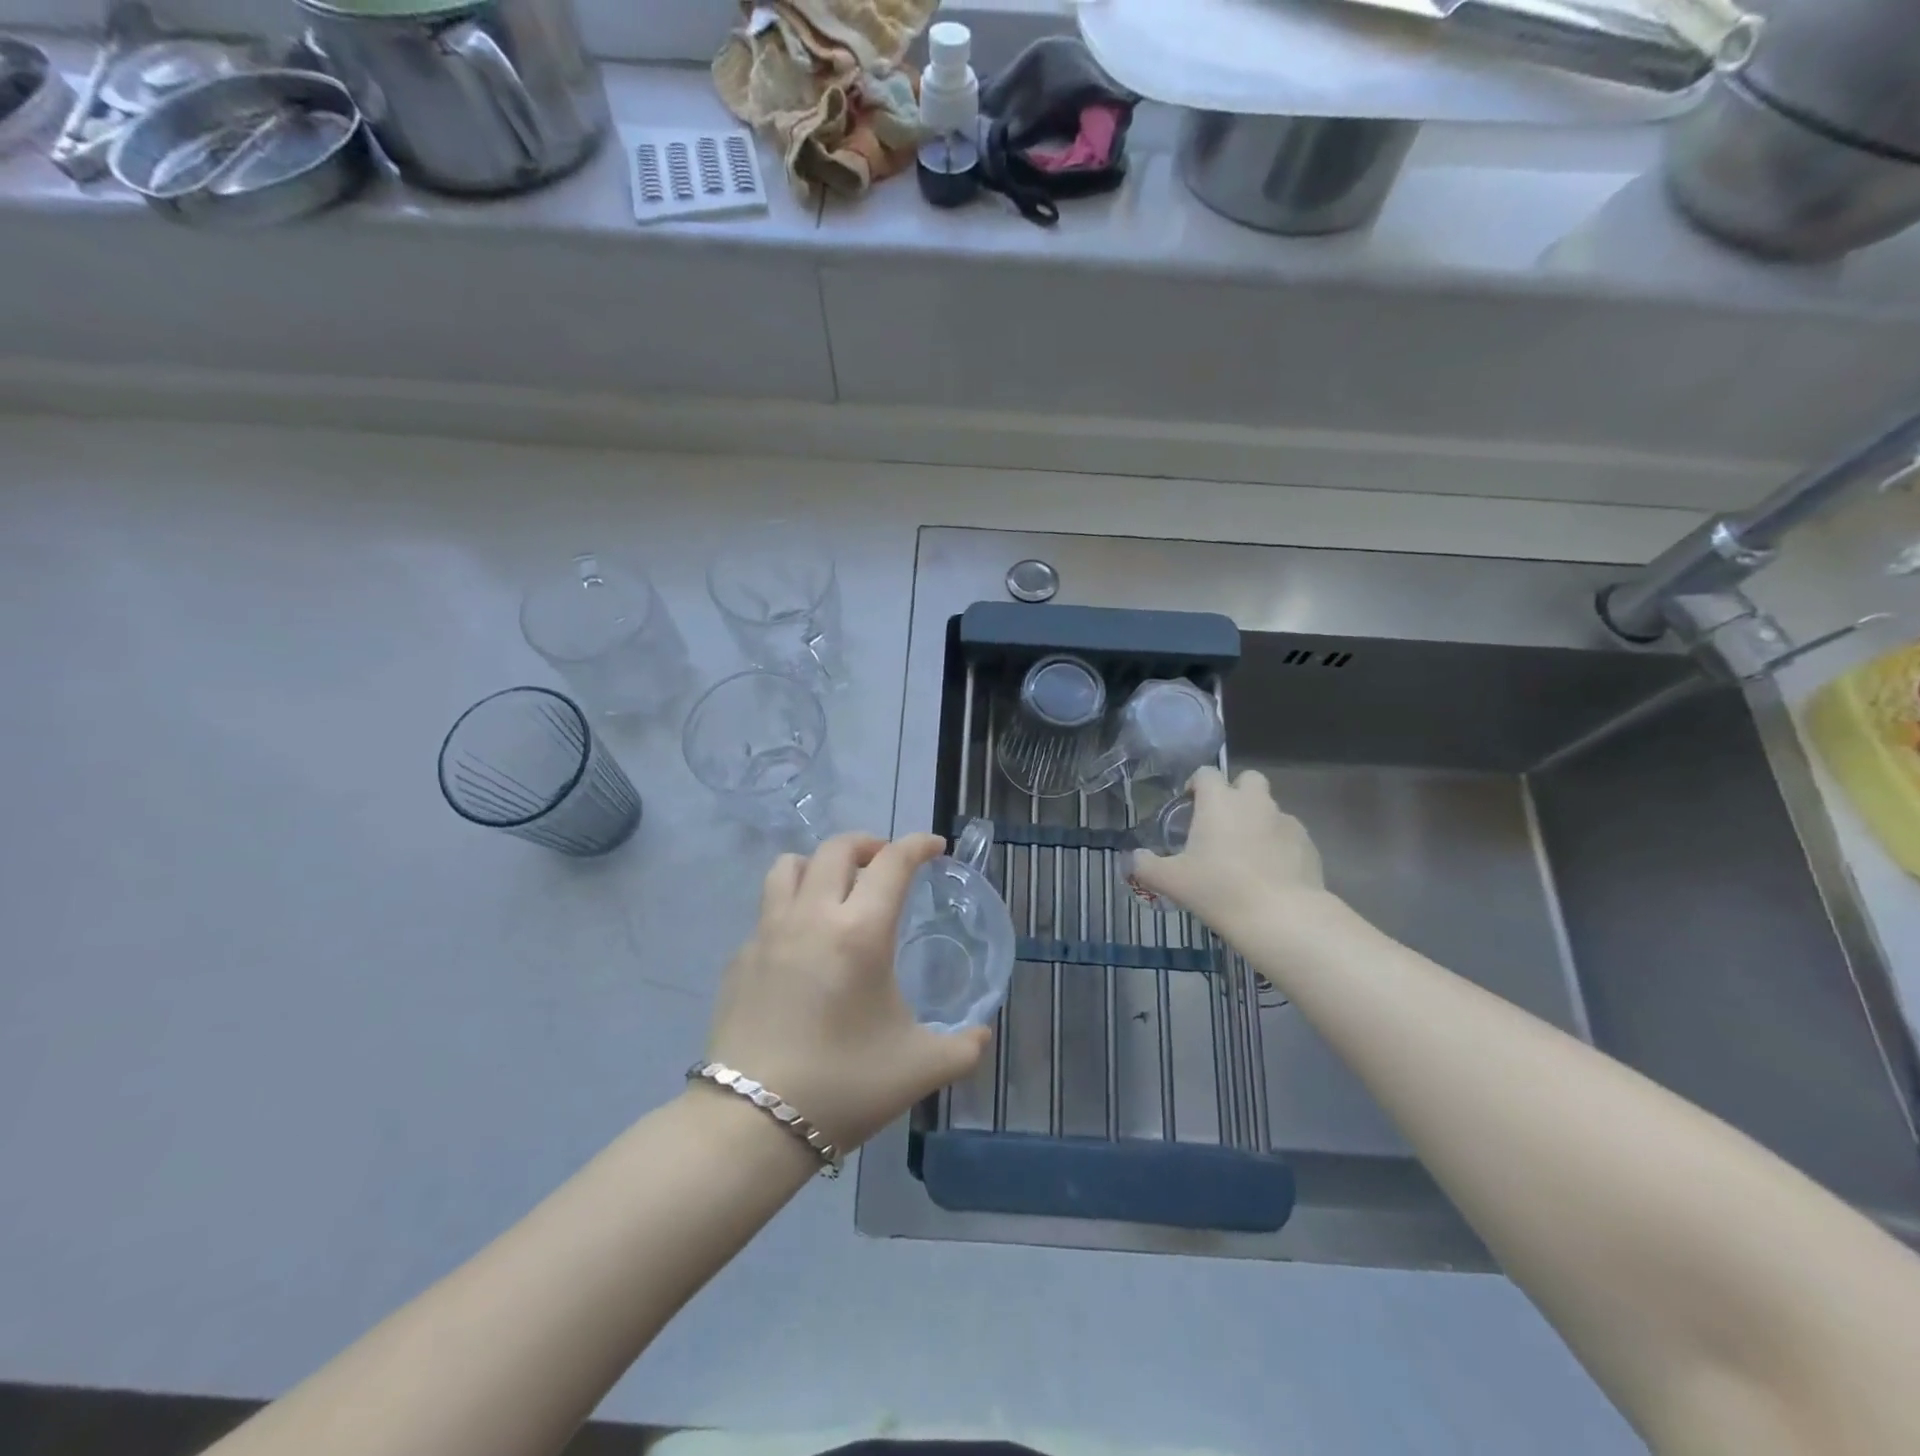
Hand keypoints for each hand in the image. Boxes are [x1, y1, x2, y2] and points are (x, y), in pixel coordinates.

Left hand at [704, 832, 991, 1152]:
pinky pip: (767, 910)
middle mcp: (812, 916)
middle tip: (886, 863)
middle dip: (869, 844)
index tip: (934, 847)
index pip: (893, 862)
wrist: (751, 1124)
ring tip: (837, 888)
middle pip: (837, 848)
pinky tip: (802, 946)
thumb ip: (963, 1047)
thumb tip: (981, 1035)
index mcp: (861, 932)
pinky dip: (791, 907)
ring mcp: (768, 933)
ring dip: (820, 864)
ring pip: (790, 866)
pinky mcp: (739, 957)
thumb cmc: (844, 1085)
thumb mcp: (920, 1068)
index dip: (918, 845)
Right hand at [1130, 768, 1326, 932]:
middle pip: (1248, 779)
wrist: (1281, 916)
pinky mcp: (1308, 844)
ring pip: (1270, 808)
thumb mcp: (1171, 881)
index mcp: (1219, 801)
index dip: (1196, 784)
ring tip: (1246, 854)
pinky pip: (1289, 835)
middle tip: (1222, 822)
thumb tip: (1133, 859)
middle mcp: (1254, 802)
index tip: (1189, 804)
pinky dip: (1279, 845)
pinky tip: (1270, 872)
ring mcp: (1286, 821)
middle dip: (1236, 792)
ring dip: (1257, 821)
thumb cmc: (1219, 889)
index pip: (1206, 773)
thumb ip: (1147, 866)